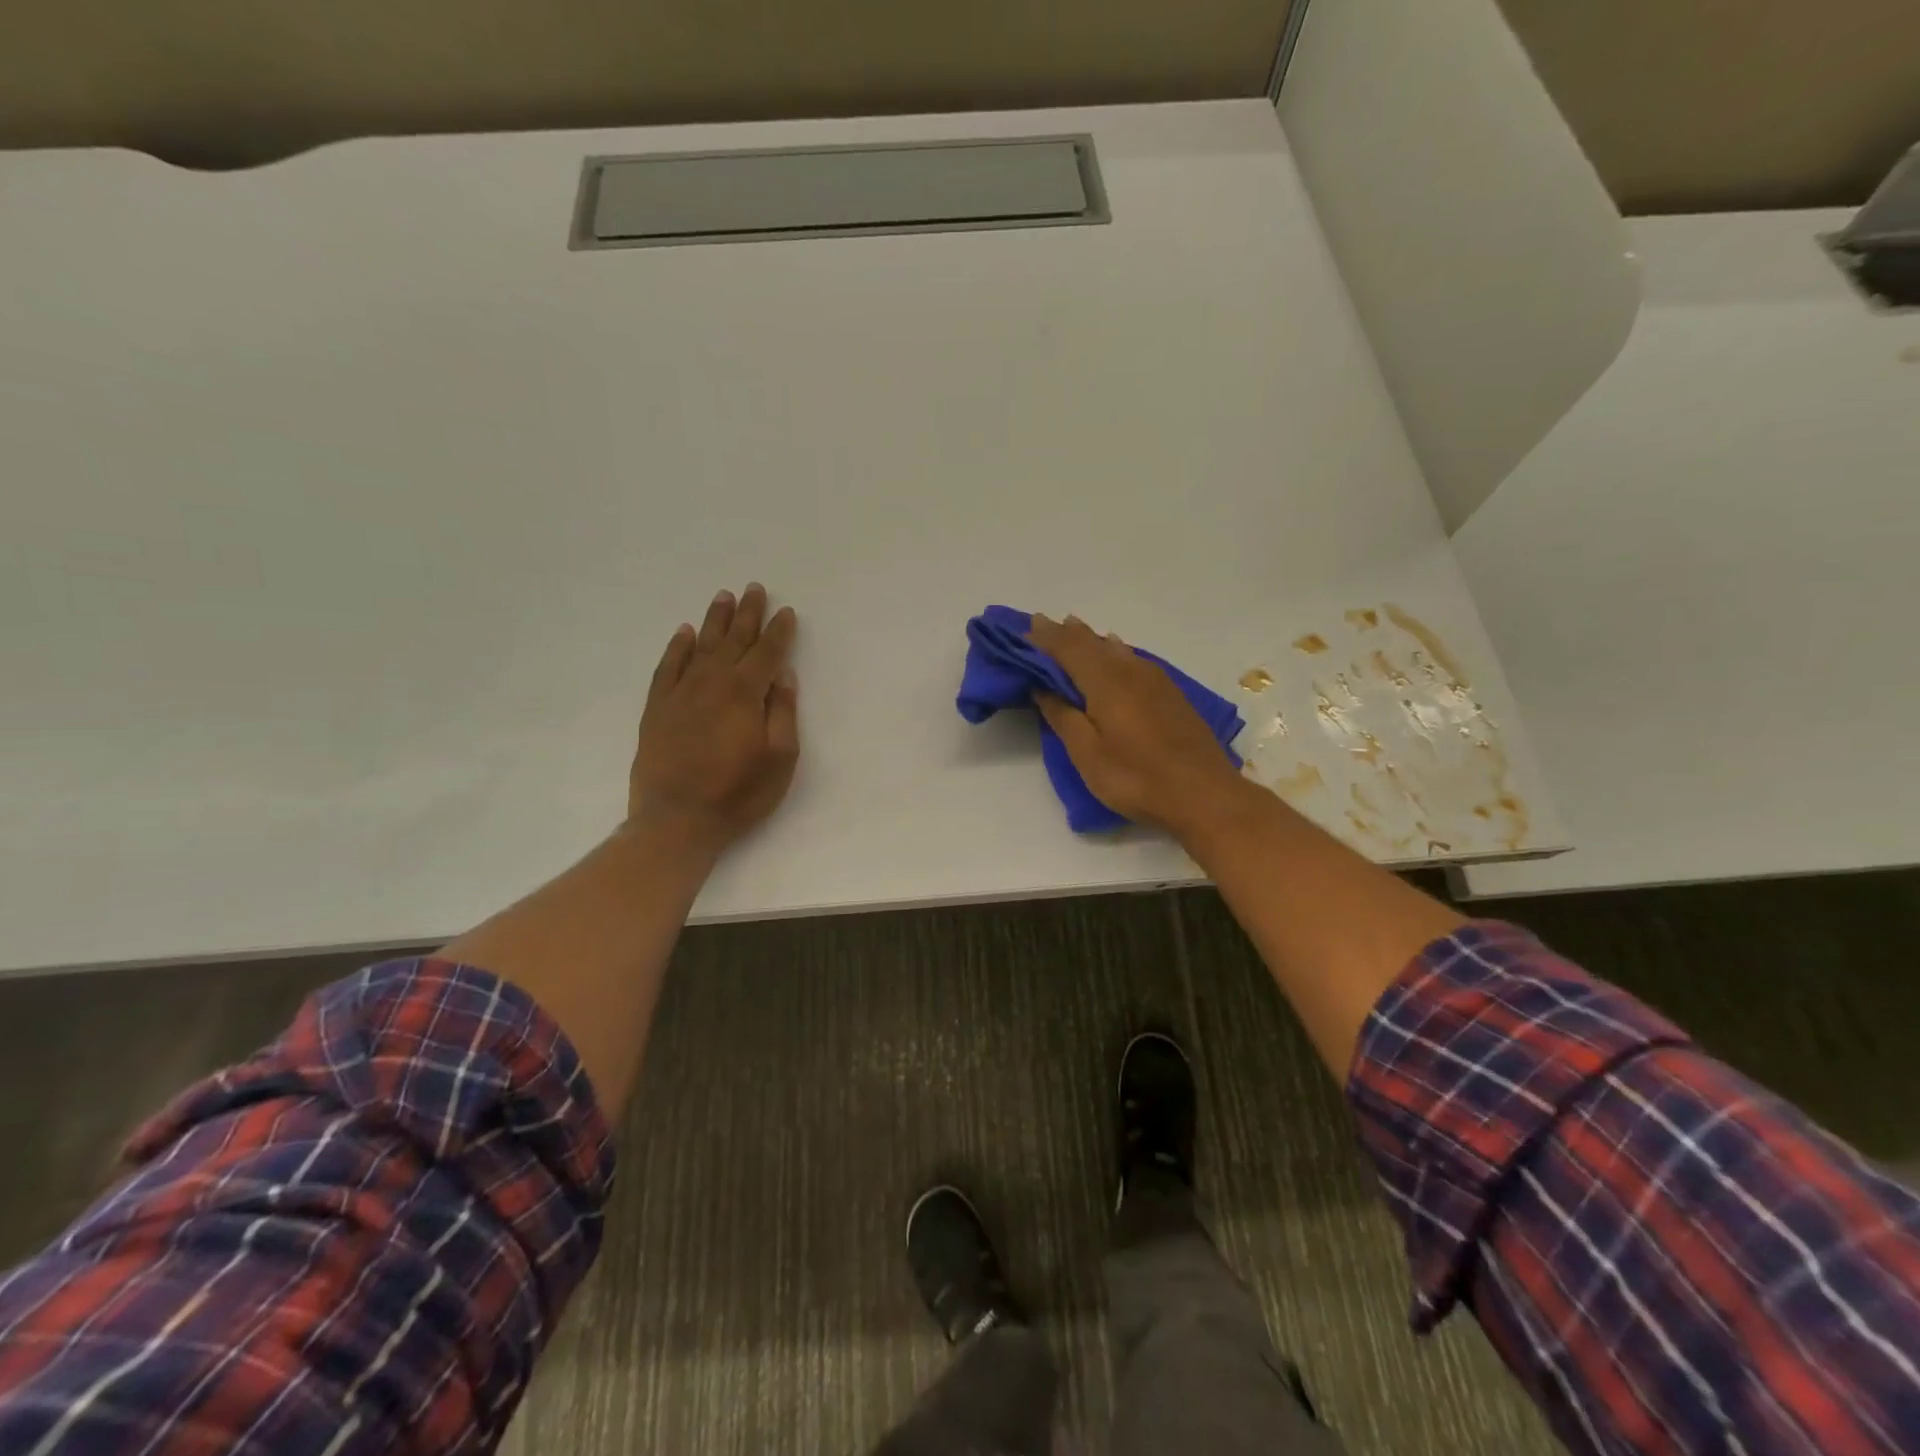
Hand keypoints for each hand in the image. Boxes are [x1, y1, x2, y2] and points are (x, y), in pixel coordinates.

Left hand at [628, 583, 799, 856]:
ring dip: (715, 620)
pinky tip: (685, 633)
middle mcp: (711, 683)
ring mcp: (680, 693)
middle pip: (734, 640)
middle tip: (754, 588)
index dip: (778, 631)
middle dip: (747, 614)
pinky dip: (677, 647)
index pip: (766, 653)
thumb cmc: (739, 793)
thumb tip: (782, 674)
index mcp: (744, 694)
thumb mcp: (780, 758)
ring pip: (701, 646)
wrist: (676, 820)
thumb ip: (782, 711)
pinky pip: (668, 667)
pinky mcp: (657, 708)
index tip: (786, 612)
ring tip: (724, 596)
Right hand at [1027, 613, 1249, 838]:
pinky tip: (1114, 650)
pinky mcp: (1169, 693)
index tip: (1022, 628)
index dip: (1043, 637)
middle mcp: (1130, 670)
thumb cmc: (1137, 777)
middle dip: (1064, 633)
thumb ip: (1063, 716)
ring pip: (1115, 647)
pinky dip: (1113, 650)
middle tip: (1041, 624)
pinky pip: (1132, 658)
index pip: (1067, 647)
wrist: (1204, 794)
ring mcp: (1154, 679)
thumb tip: (1042, 687)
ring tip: (1072, 629)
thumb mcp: (1088, 754)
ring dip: (1089, 638)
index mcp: (1105, 681)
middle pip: (1091, 642)